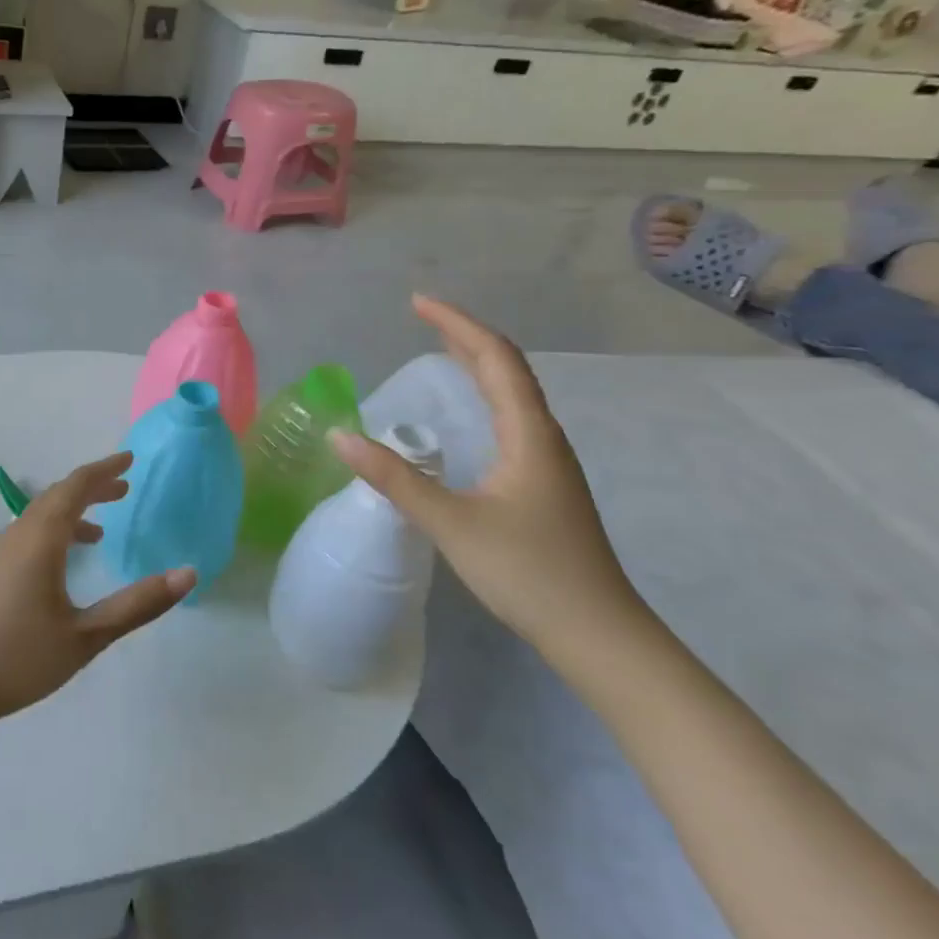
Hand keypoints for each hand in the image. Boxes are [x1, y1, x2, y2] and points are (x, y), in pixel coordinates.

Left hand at [0, 451, 195, 729]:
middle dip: (92, 488)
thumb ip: (137, 605)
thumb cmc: (18, 658)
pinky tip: (60, 564)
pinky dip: (53, 533)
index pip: (76, 487)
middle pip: (57, 497)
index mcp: (41, 539)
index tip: (130, 459)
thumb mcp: (86, 636)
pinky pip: (26, 536)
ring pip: (39, 517)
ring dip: (71, 513)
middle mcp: (17, 535)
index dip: (105, 470)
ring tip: (101, 530)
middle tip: (124, 488)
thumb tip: (187, 574)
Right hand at [328, 295, 646, 657]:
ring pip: (511, 394)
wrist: (599, 636)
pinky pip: (509, 419)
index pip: (495, 359)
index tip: (417, 302)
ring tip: (439, 350)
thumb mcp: (452, 523)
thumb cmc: (529, 573)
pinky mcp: (541, 484)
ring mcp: (547, 462)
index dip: (457, 325)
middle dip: (463, 336)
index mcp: (529, 435)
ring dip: (476, 364)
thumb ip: (394, 478)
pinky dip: (482, 396)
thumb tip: (339, 436)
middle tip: (420, 317)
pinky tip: (465, 414)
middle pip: (507, 369)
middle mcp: (543, 438)